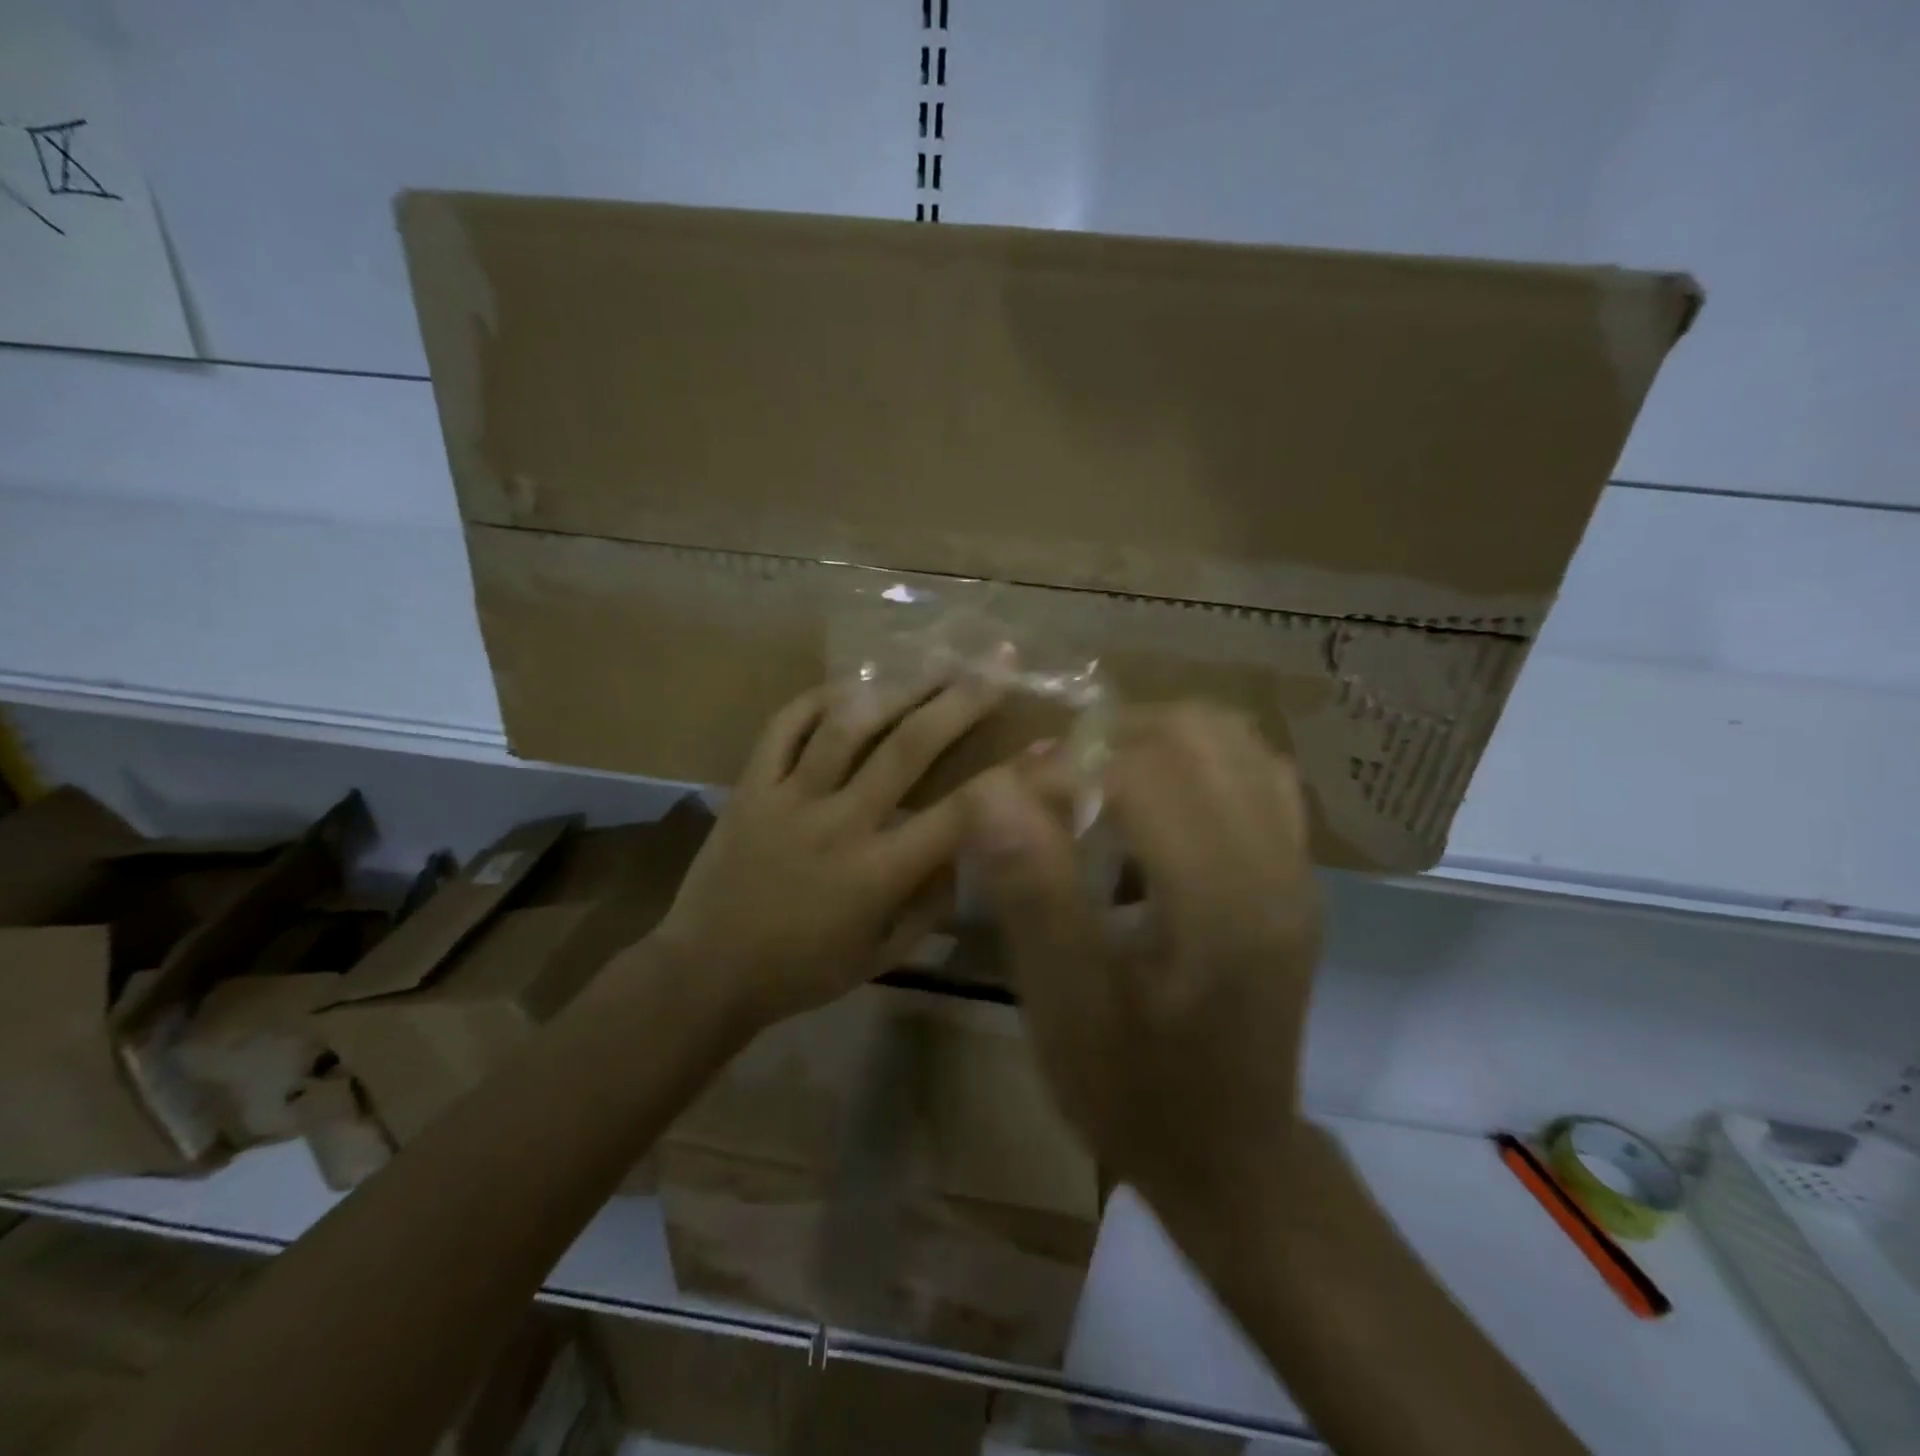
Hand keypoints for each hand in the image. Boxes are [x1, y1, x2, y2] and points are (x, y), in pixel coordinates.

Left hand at [656, 660, 1009, 1028]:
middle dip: (961, 700)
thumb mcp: (881, 955)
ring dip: (896, 688)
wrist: (706, 972)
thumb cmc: (802, 972)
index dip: (1012, 779)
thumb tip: (962, 852)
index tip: (1050, 747)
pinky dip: (814, 700)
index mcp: (877, 872)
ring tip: (933, 660)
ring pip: (847, 726)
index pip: (960, 815)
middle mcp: (838, 822)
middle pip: (908, 748)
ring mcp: (789, 798)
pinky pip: (781, 728)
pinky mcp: (749, 786)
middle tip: (996, 661)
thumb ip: (929, 904)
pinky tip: (848, 684)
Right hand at [963, 704, 1321, 1238]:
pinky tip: (1155, 801)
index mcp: (1220, 903)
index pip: (1143, 773)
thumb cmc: (1134, 1090)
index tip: (1013, 800)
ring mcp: (1296, 867)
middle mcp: (1274, 867)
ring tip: (1099, 780)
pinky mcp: (1296, 875)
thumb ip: (1033, 894)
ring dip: (1156, 739)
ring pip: (1234, 741)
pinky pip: (1257, 774)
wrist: (1229, 1155)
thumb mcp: (1064, 1007)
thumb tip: (991, 790)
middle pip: (1197, 734)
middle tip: (1055, 780)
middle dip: (1112, 737)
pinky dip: (1199, 760)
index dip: (1065, 767)